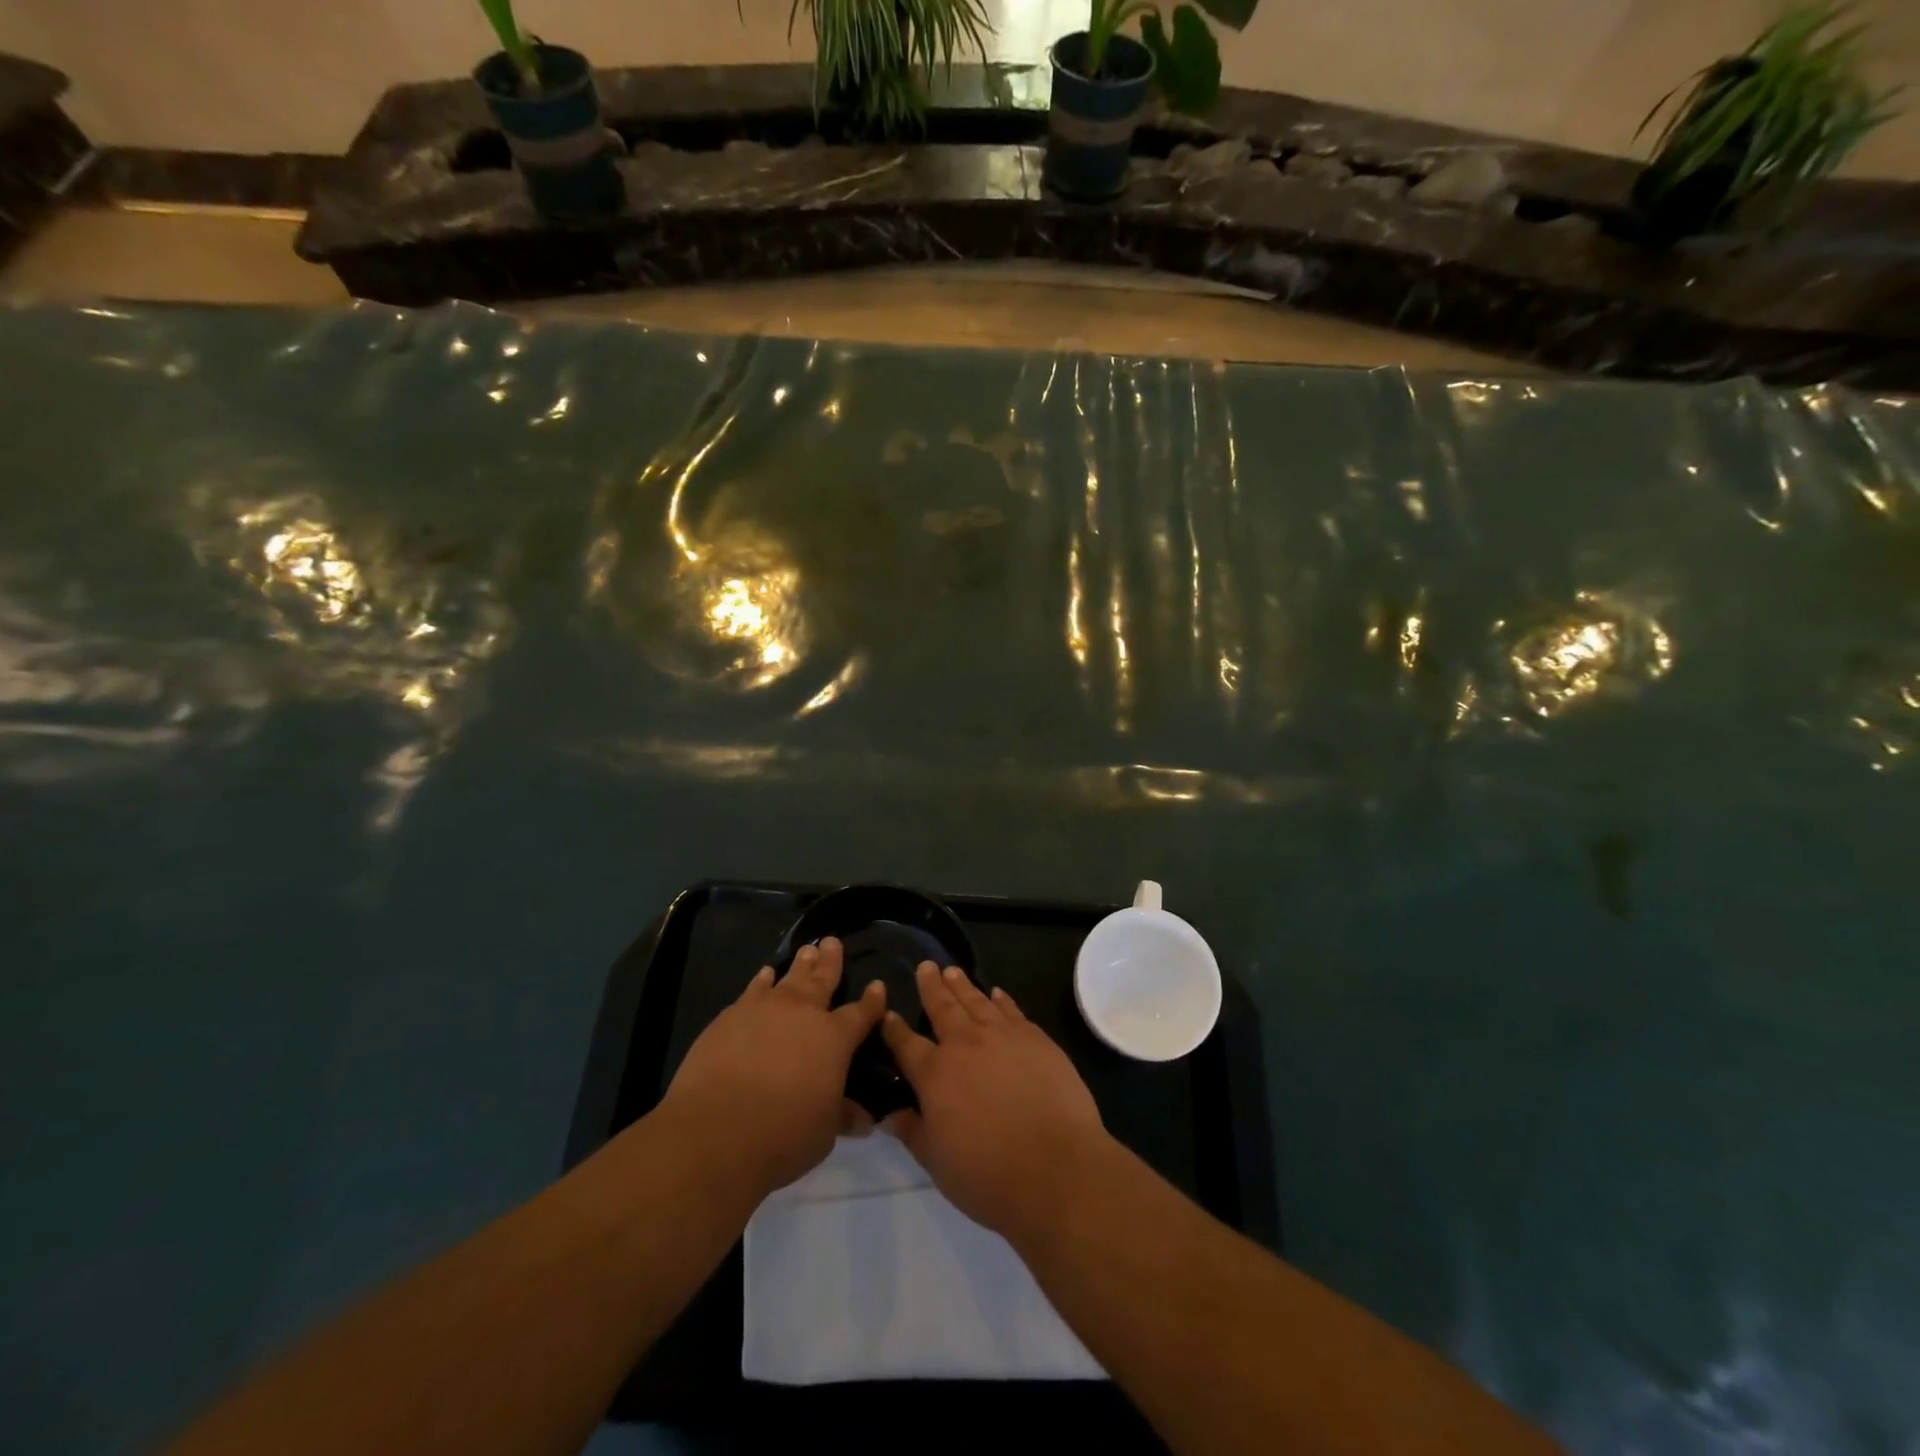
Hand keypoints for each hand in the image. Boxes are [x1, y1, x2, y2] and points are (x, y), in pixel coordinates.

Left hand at [659, 937, 885, 1199]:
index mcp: (835, 1039)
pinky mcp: (732, 1016)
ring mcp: (765, 1009)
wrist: (716, 1130)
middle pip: (823, 980)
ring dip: (800, 964)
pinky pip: (754, 989)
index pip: (861, 1013)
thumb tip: (864, 1119)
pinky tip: (765, 974)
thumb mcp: (824, 1132)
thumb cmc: (783, 1134)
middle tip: (833, 942)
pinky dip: (762, 980)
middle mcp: (804, 1014)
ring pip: (789, 978)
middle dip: (832, 962)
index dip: (872, 1001)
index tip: (878, 986)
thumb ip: (842, 1115)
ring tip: (808, 950)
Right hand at [881, 962, 1110, 1242]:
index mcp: (934, 1074)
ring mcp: (1002, 1036)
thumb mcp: (938, 1162)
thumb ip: (913, 1132)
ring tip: (953, 970)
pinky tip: (996, 993)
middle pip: (942, 1008)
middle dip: (931, 986)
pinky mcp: (1035, 1038)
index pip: (906, 1044)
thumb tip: (889, 1115)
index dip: (894, 1029)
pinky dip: (1001, 999)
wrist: (1056, 1167)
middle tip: (926, 966)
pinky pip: (1012, 1010)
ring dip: (962, 985)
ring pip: (976, 1002)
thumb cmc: (988, 1174)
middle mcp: (965, 1045)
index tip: (886, 1013)